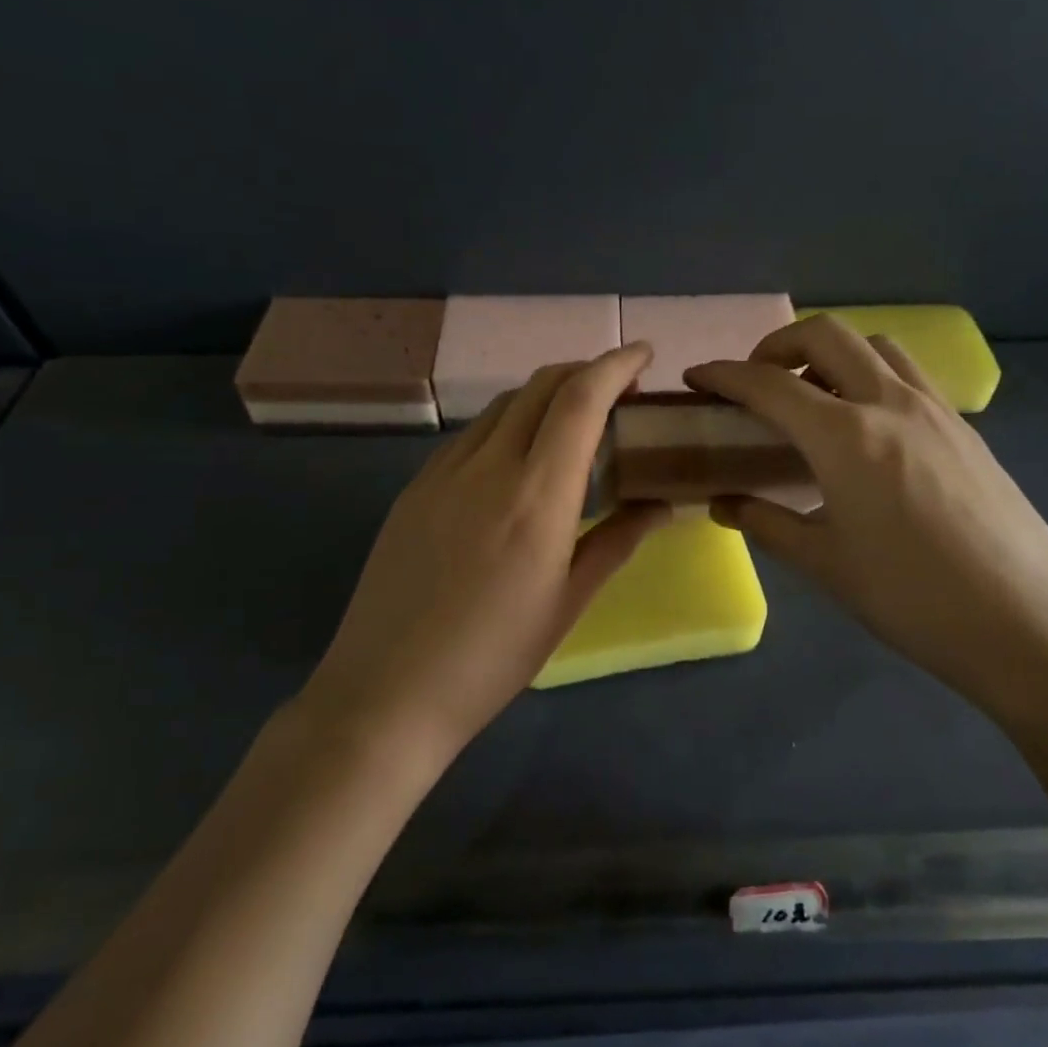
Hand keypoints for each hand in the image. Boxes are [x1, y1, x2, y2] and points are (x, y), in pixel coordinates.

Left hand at [302, 344, 669, 762]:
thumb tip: (661, 503)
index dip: (615, 364)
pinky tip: (518, 459)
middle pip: (540, 386)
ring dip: (546, 396)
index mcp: (537, 496)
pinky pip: (472, 435)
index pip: (580, 399)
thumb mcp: (568, 603)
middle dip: (585, 371)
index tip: (644, 355)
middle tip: (618, 390)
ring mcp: (443, 472)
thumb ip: (617, 541)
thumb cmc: (493, 658)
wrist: (387, 692)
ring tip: (574, 424)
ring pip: (503, 405)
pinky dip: (509, 424)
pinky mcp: (415, 488)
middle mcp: (488, 466)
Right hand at [687, 317, 1047, 732]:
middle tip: (757, 382)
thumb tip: (723, 503)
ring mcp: (936, 410)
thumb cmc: (914, 600)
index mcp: (845, 437)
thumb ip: (766, 524)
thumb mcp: (825, 565)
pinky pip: (908, 374)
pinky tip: (868, 426)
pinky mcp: (965, 428)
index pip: (769, 384)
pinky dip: (871, 375)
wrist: (1030, 624)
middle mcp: (890, 403)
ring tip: (813, 397)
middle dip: (777, 345)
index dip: (724, 374)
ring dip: (831, 353)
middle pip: (825, 335)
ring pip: (874, 346)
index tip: (696, 378)